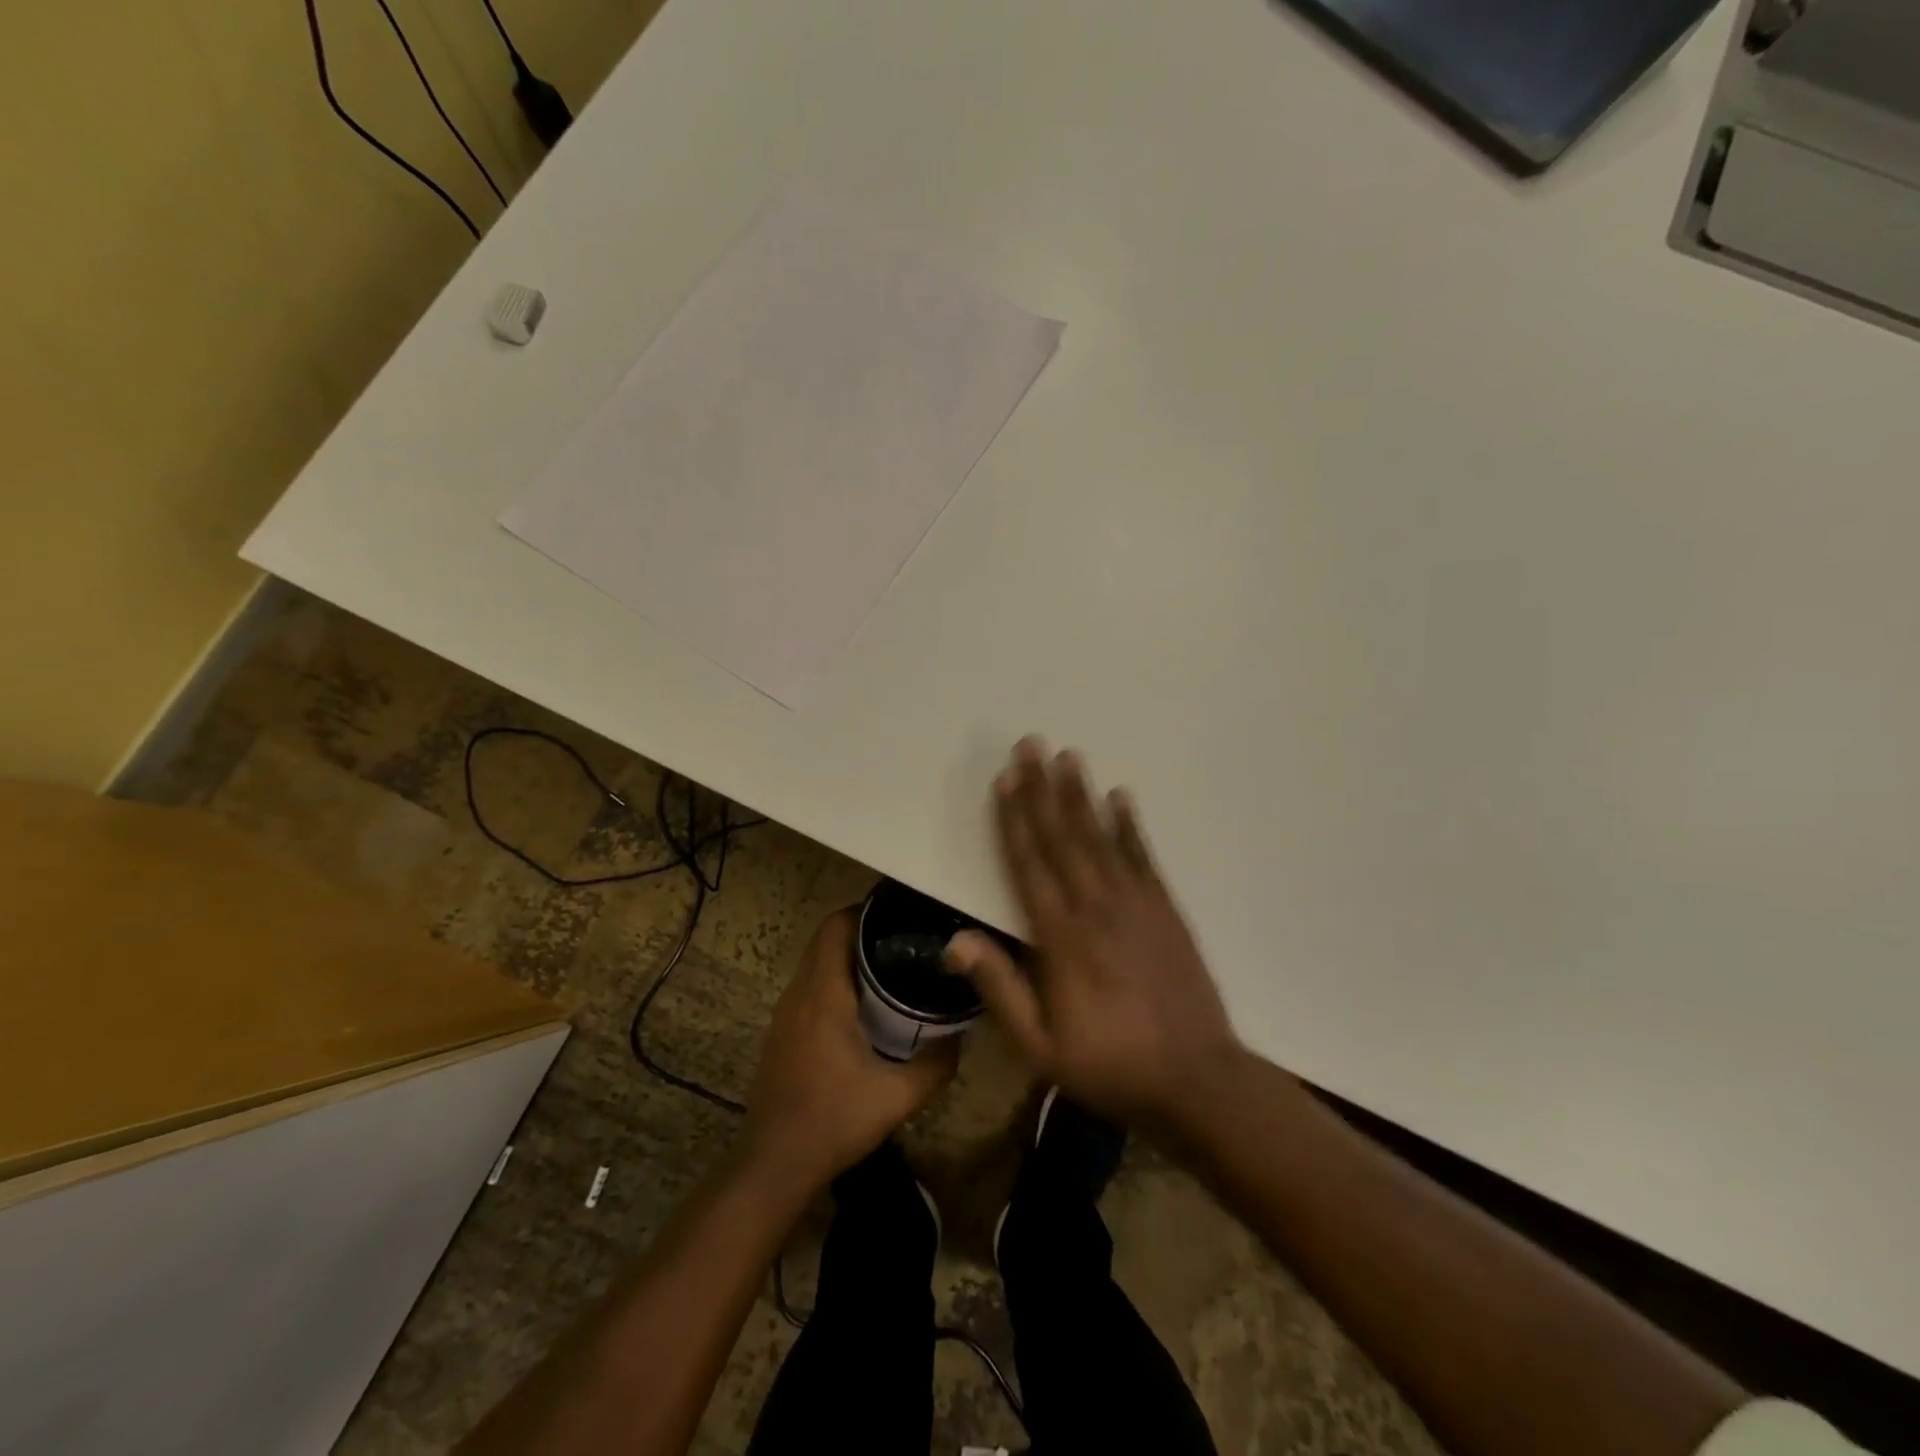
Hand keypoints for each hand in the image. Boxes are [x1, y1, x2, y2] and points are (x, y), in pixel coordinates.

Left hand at [742, 909, 956, 1193]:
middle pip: (827, 939)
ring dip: (848, 956)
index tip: (901, 913)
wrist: (773, 1166)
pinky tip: (865, 1006)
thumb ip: (937, 1063)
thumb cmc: (833, 1121)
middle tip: (907, 939)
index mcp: (824, 994)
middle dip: (863, 931)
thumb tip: (962, 1035)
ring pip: (817, 962)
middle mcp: (799, 993)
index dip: (866, 911)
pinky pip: (810, 986)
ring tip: (892, 965)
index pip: (836, 926)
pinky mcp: (781, 1032)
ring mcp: (785, 1013)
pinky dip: (836, 980)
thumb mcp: (898, 1096)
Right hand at [946, 738, 1241, 1129]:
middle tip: (1033, 745)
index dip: (1015, 819)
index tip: (1006, 779)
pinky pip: (1143, 857)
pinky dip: (1130, 825)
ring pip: (1101, 838)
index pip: (1029, 864)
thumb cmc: (1109, 1065)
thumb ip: (999, 988)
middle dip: (1043, 789)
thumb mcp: (1039, 1045)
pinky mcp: (1166, 910)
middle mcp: (1096, 907)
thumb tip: (954, 940)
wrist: (1197, 1080)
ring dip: (1082, 795)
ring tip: (1070, 757)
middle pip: (1064, 837)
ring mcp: (1136, 904)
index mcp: (1060, 938)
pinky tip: (1121, 798)